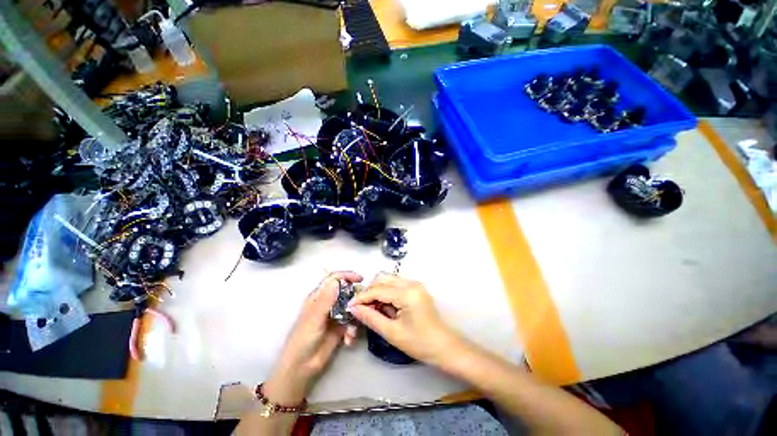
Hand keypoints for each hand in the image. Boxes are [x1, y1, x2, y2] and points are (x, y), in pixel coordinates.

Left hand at [264, 271, 361, 404]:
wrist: (302, 368)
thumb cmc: (303, 340)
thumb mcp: (314, 319)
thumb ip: (326, 300)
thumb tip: (337, 281)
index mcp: (319, 297)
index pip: (334, 279)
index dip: (347, 276)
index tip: (360, 279)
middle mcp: (328, 303)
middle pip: (346, 292)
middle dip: (355, 299)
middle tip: (363, 306)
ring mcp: (336, 315)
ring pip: (352, 307)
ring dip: (355, 318)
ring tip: (351, 332)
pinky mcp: (341, 327)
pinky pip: (353, 322)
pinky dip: (353, 330)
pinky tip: (349, 340)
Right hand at [348, 273, 458, 365]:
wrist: (444, 346)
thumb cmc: (419, 343)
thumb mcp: (392, 333)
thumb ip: (371, 317)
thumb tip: (354, 308)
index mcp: (407, 293)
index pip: (378, 289)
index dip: (361, 297)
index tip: (349, 306)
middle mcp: (411, 283)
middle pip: (382, 278)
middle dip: (370, 292)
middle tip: (363, 309)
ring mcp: (415, 284)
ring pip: (388, 280)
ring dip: (378, 292)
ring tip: (374, 310)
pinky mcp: (416, 288)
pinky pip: (396, 285)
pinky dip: (387, 293)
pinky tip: (385, 307)